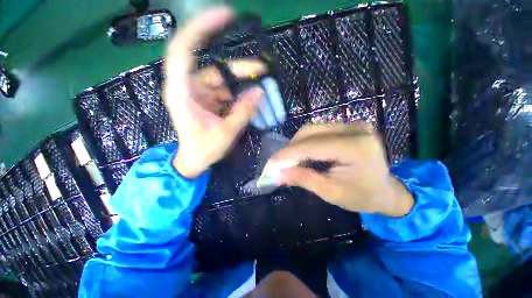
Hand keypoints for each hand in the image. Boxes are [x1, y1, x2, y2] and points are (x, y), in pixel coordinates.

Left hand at [163, 7, 265, 177]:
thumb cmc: (203, 150)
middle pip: (213, 67)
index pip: (185, 49)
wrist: (194, 161)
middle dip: (237, 67)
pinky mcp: (207, 101)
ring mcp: (198, 94)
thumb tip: (259, 91)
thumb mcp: (226, 132)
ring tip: (262, 83)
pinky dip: (238, 93)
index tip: (225, 16)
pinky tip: (252, 96)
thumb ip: (243, 111)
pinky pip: (224, 91)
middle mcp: (188, 87)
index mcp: (182, 92)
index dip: (202, 28)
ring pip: (221, 80)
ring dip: (241, 81)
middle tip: (261, 68)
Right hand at [269, 122, 413, 216]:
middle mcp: (355, 129)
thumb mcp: (331, 192)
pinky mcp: (348, 125)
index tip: (271, 164)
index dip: (288, 154)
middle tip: (279, 164)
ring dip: (296, 144)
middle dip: (290, 149)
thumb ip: (303, 179)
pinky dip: (305, 142)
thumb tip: (277, 174)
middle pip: (310, 132)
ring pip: (312, 128)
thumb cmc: (362, 196)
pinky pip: (319, 130)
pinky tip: (301, 153)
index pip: (312, 146)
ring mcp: (353, 124)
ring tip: (289, 160)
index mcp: (356, 147)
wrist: (386, 191)